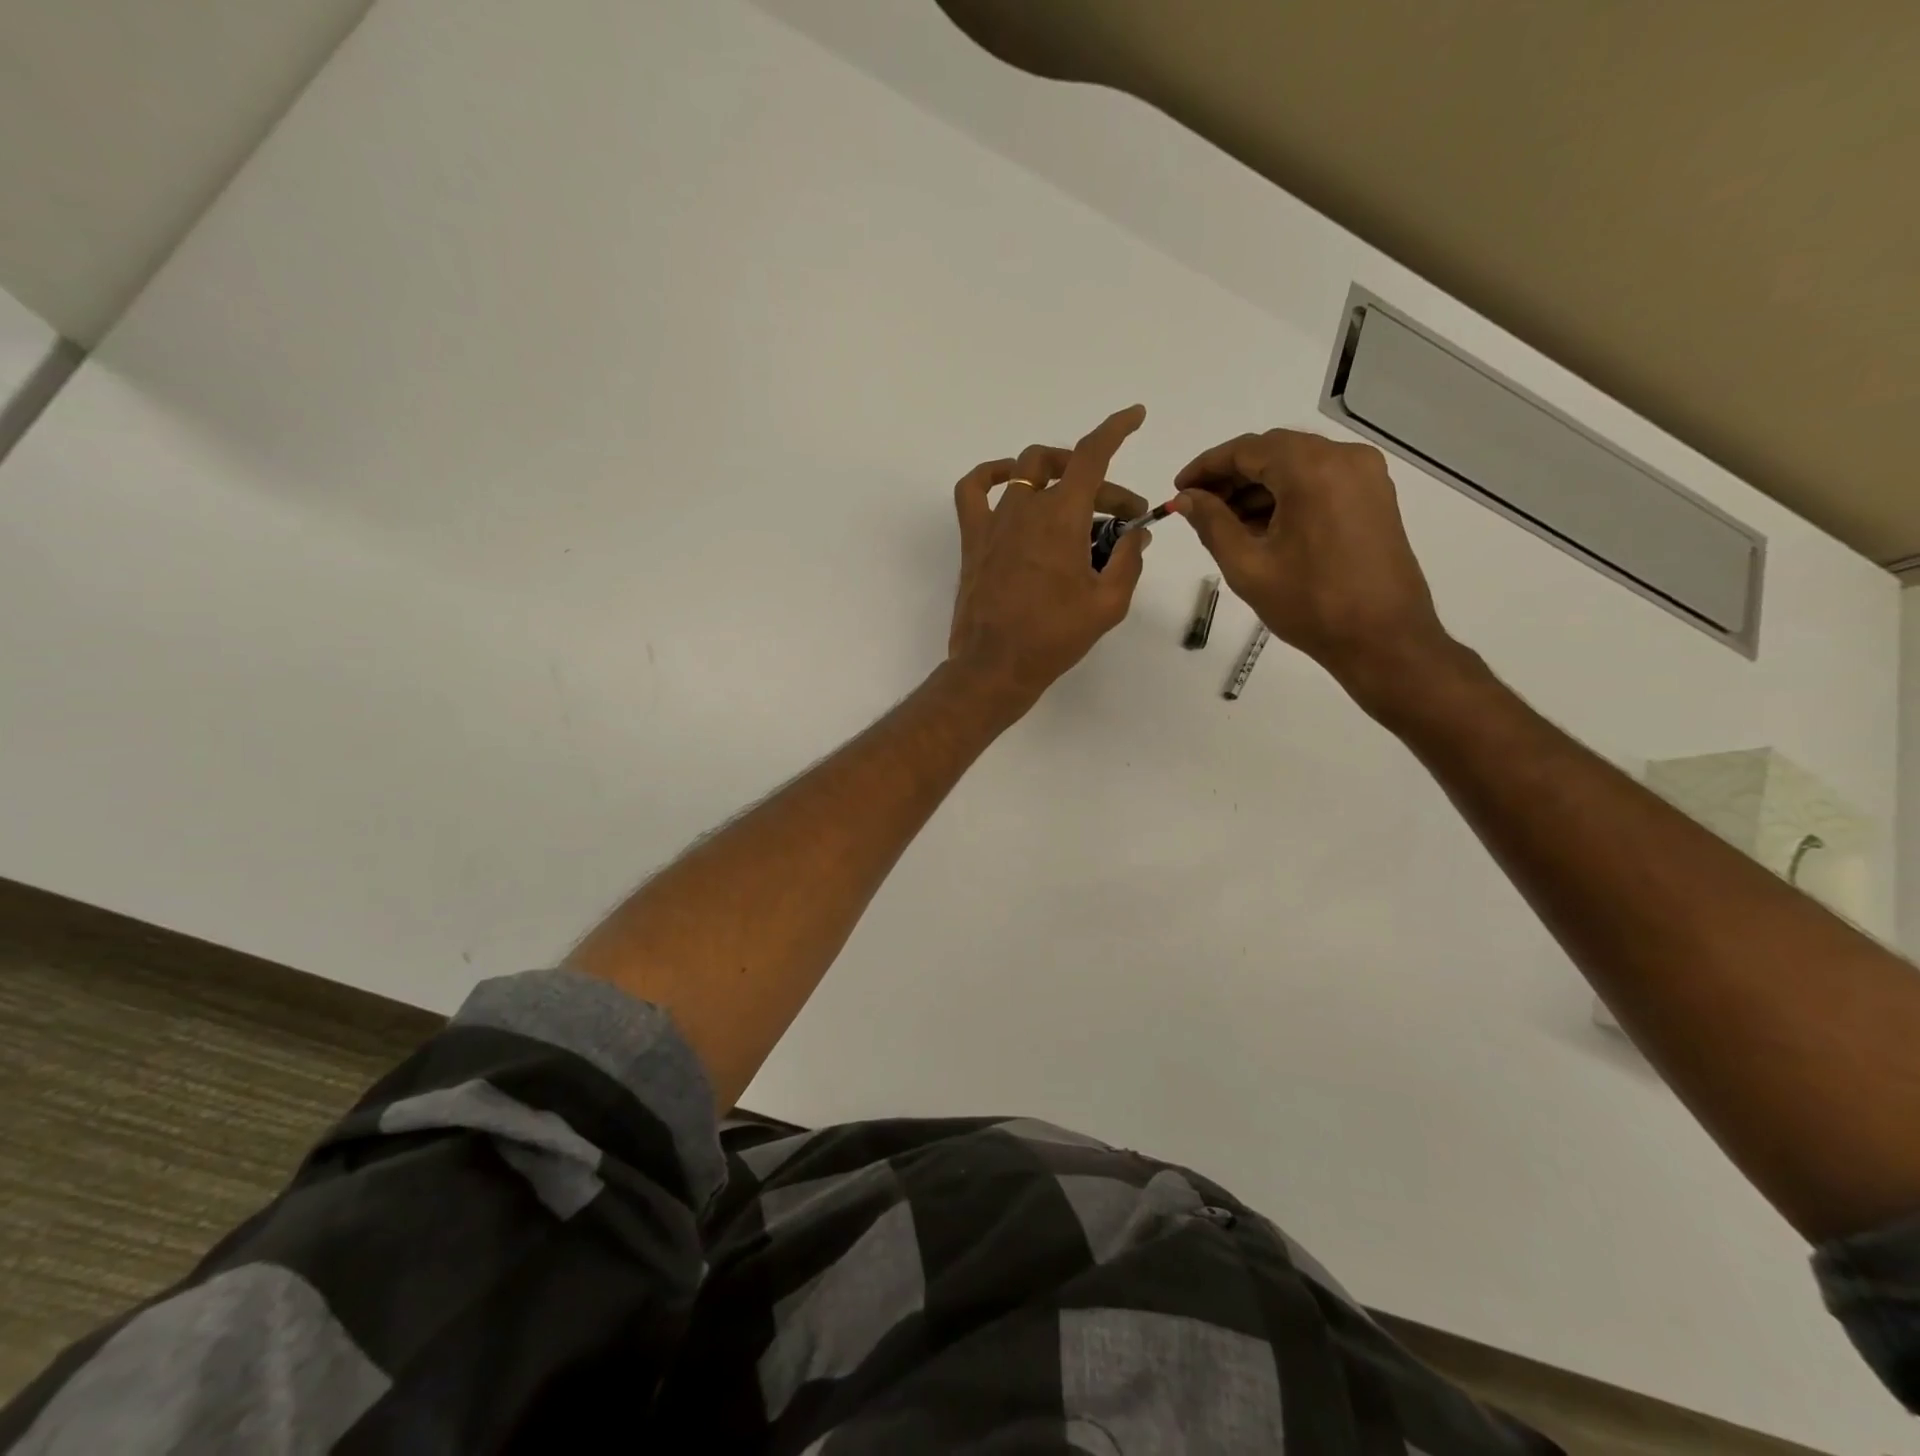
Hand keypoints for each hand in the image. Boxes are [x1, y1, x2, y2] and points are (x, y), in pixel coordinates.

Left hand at [948, 405, 1153, 713]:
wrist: (996, 665)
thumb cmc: (1054, 637)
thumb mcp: (1108, 603)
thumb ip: (1129, 561)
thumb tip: (1137, 535)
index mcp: (1062, 517)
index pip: (1091, 456)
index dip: (1116, 430)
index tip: (1134, 416)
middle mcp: (1026, 507)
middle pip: (1065, 469)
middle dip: (1101, 485)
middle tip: (1121, 516)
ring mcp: (995, 521)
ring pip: (1025, 471)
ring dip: (1055, 475)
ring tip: (1074, 500)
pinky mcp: (973, 539)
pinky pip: (973, 490)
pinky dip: (991, 474)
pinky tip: (1008, 480)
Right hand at [1175, 429, 1457, 711]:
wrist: (1382, 639)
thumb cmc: (1309, 604)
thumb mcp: (1248, 565)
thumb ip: (1211, 524)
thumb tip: (1185, 498)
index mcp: (1312, 470)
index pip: (1246, 449)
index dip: (1206, 467)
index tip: (1179, 490)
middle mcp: (1344, 458)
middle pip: (1274, 451)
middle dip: (1231, 476)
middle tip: (1197, 508)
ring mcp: (1365, 475)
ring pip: (1297, 465)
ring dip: (1258, 487)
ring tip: (1225, 523)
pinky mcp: (1374, 496)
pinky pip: (1319, 481)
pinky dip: (1286, 495)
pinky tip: (1262, 527)